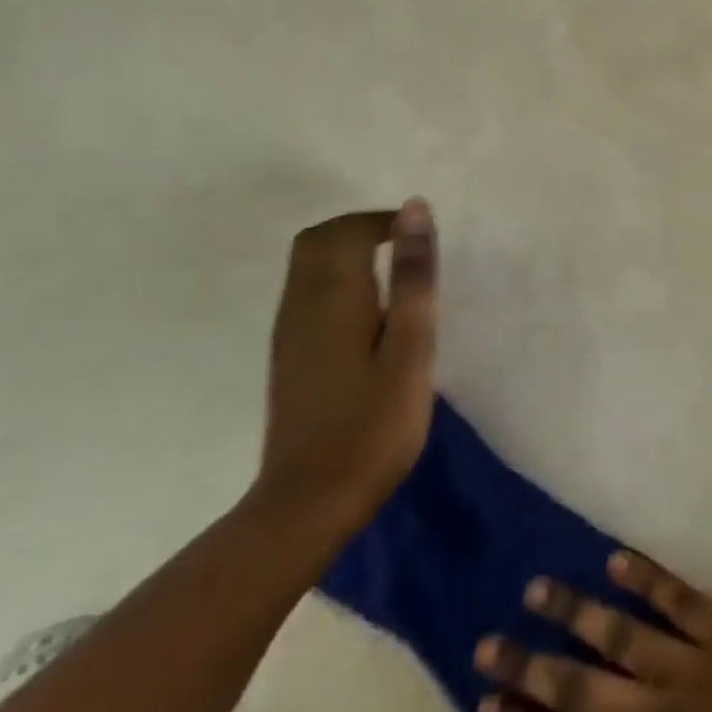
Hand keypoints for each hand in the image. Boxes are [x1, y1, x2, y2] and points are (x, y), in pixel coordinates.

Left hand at [254, 201, 438, 539]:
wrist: (309, 502)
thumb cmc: (374, 424)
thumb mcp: (410, 346)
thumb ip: (412, 276)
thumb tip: (414, 209)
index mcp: (332, 296)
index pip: (347, 229)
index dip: (385, 221)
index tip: (422, 238)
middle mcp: (300, 304)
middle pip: (318, 240)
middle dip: (361, 228)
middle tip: (406, 247)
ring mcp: (289, 332)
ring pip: (308, 265)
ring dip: (348, 252)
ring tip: (395, 276)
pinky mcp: (289, 355)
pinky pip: (307, 292)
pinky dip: (338, 280)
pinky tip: (369, 313)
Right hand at [473, 553, 711, 711]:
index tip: (486, 703)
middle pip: (580, 689)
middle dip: (529, 669)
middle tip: (487, 644)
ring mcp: (695, 669)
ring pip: (621, 633)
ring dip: (575, 611)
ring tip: (536, 588)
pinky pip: (680, 599)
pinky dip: (647, 579)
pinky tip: (615, 558)